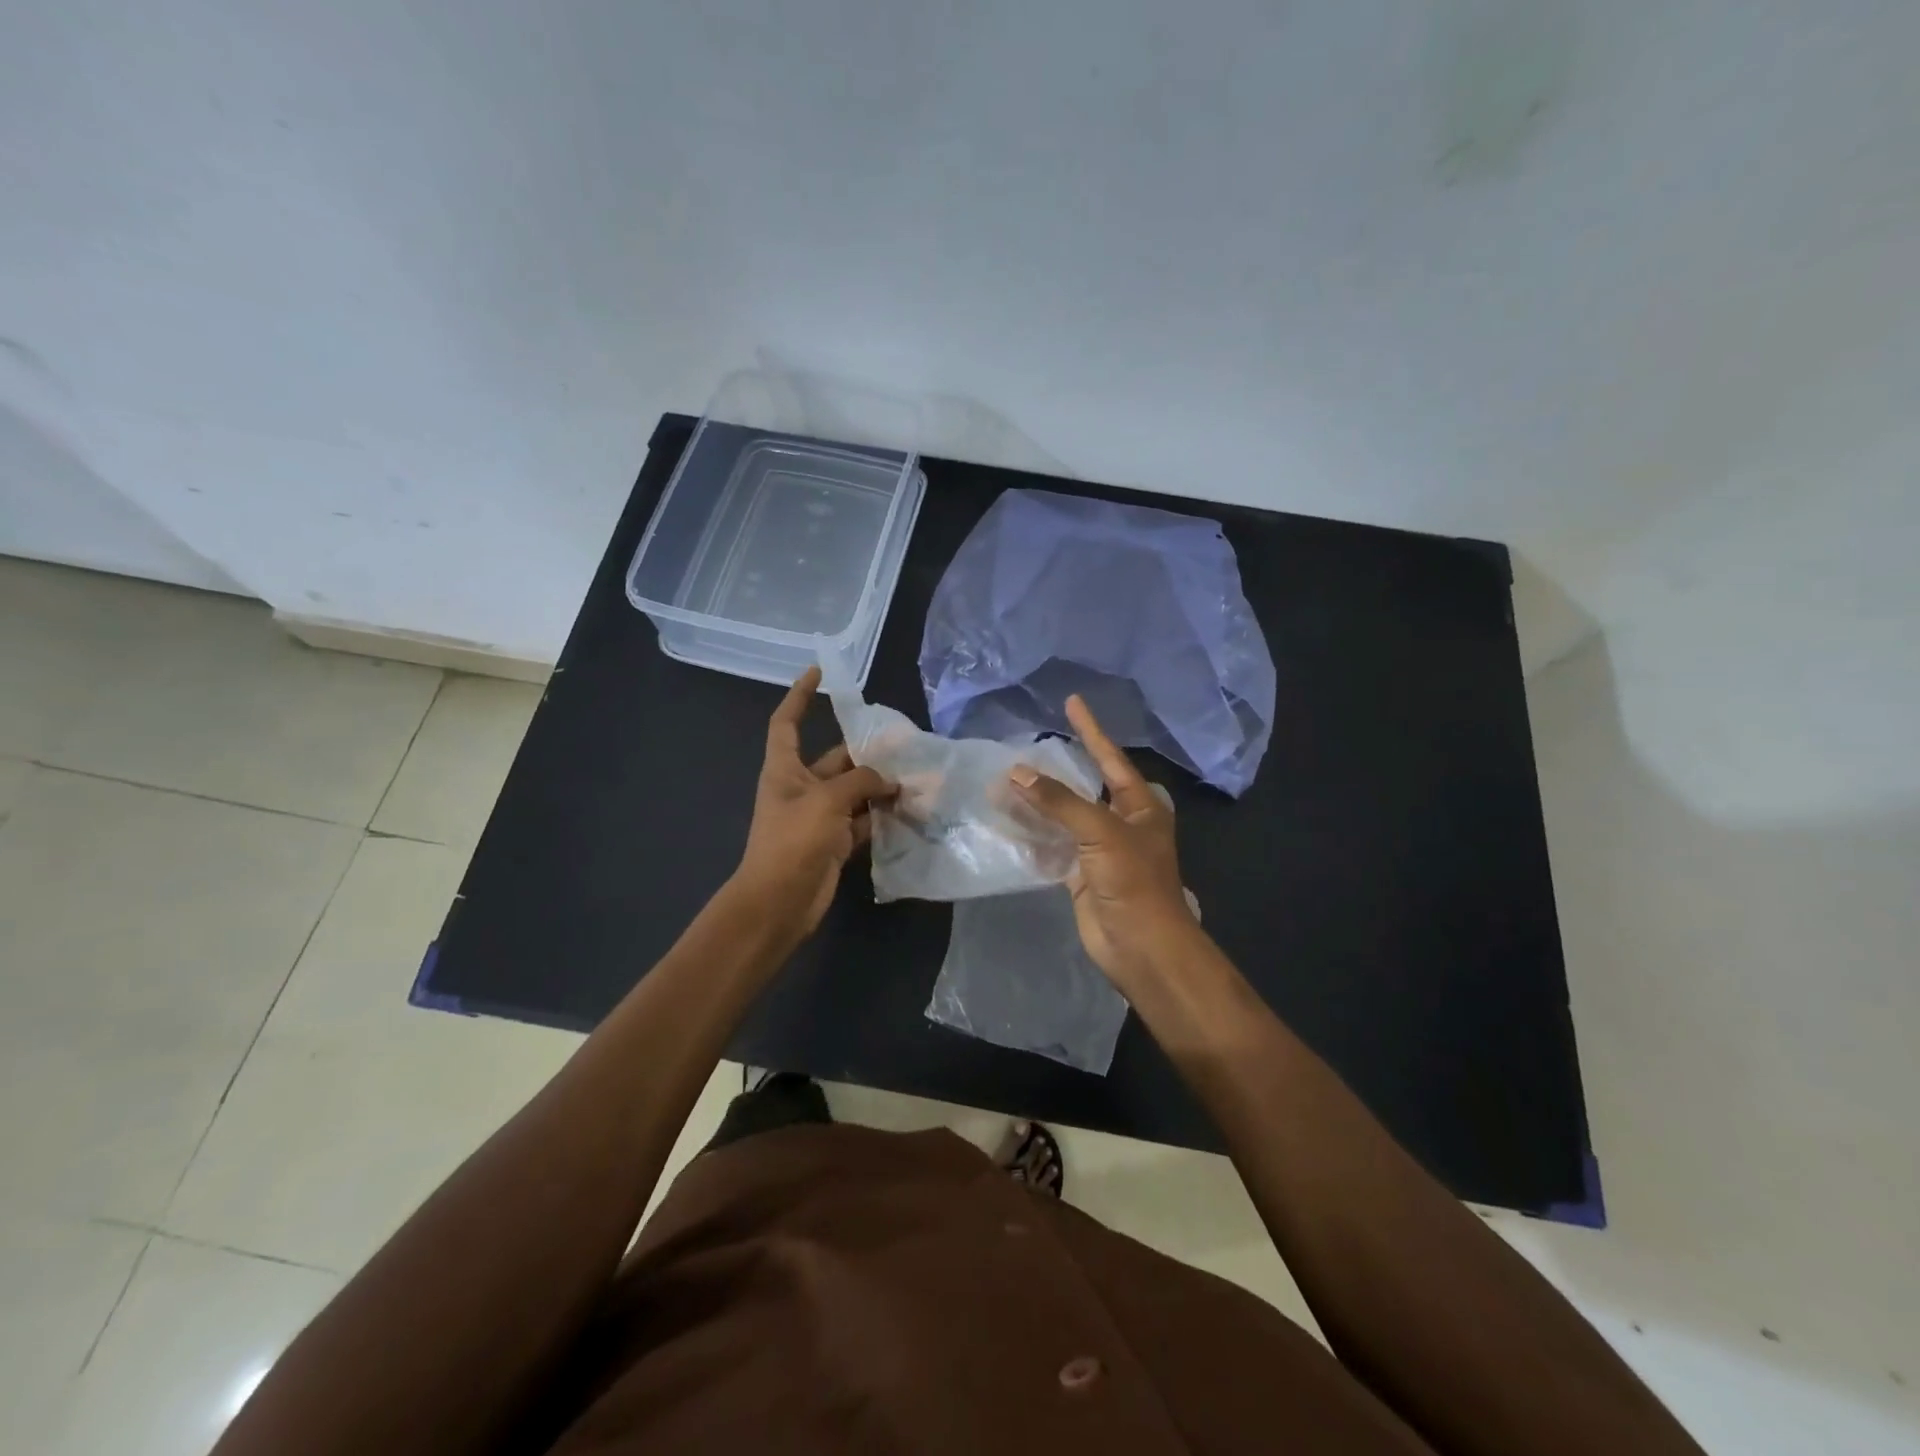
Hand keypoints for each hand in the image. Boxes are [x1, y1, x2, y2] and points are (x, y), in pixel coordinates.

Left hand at [733, 666, 895, 935]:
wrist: (780, 903)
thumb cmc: (793, 841)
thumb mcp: (826, 801)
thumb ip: (861, 782)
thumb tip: (891, 781)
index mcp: (784, 770)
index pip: (787, 722)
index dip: (800, 696)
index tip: (819, 672)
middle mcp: (801, 788)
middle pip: (835, 758)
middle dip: (865, 749)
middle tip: (904, 740)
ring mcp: (820, 817)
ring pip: (855, 790)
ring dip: (880, 784)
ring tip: (916, 773)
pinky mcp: (835, 842)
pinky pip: (863, 820)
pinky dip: (882, 815)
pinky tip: (910, 808)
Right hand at [1009, 695, 1200, 989]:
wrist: (1141, 947)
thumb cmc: (1133, 881)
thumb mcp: (1101, 832)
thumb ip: (1059, 802)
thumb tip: (1017, 773)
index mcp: (1141, 806)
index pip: (1111, 758)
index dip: (1091, 731)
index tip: (1072, 702)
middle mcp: (1121, 822)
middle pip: (1085, 786)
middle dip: (1056, 769)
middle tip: (1026, 746)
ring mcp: (1100, 850)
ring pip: (1064, 816)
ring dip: (1038, 801)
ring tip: (1005, 779)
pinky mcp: (1080, 874)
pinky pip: (1052, 844)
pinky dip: (1033, 832)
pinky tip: (1008, 818)